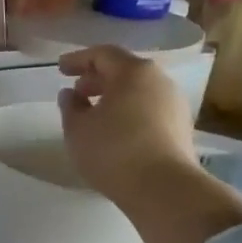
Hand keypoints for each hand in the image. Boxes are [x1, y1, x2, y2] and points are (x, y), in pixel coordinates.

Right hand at [57, 46, 201, 204]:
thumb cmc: (113, 151)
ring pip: (139, 91)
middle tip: (77, 92)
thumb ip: (70, 107)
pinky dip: (130, 113)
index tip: (60, 69)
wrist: (163, 188)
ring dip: (115, 97)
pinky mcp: (181, 128)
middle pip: (124, 71)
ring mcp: (174, 104)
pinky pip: (149, 110)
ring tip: (95, 114)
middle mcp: (159, 81)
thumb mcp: (78, 129)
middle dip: (97, 79)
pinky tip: (116, 132)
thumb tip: (70, 94)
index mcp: (133, 72)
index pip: (102, 54)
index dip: (78, 59)